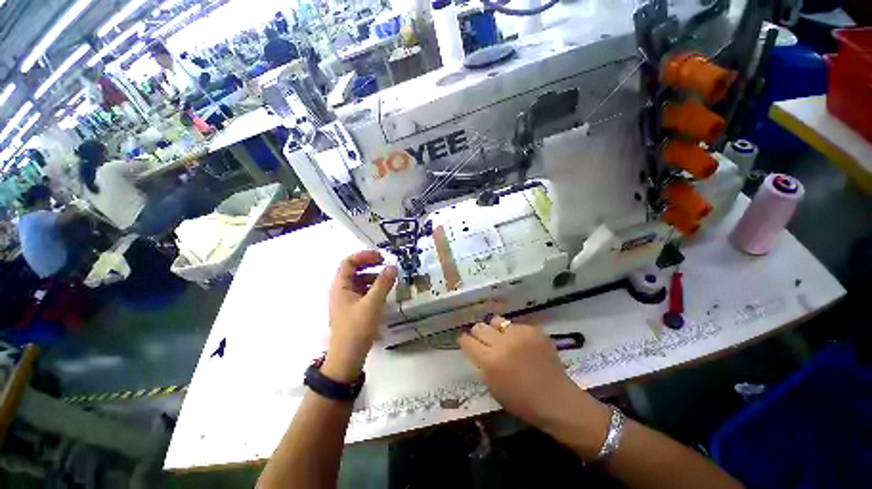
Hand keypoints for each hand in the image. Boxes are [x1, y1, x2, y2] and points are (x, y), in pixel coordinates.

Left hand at [322, 250, 396, 382]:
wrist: (347, 357)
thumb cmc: (357, 328)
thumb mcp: (373, 303)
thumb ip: (383, 283)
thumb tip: (393, 266)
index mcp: (340, 286)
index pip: (349, 262)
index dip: (364, 255)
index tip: (381, 257)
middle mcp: (341, 290)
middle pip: (354, 270)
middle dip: (370, 265)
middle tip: (386, 265)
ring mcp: (346, 300)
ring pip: (359, 281)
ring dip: (373, 276)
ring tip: (388, 279)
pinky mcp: (352, 309)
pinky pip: (362, 292)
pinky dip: (373, 288)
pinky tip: (383, 293)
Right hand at [459, 316, 599, 428]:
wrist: (556, 399)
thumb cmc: (522, 401)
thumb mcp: (493, 388)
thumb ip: (483, 365)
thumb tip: (477, 350)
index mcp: (490, 360)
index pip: (467, 341)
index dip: (464, 341)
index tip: (466, 342)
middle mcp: (502, 343)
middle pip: (479, 327)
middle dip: (478, 334)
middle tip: (483, 341)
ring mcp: (519, 334)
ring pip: (496, 321)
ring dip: (495, 330)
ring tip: (502, 339)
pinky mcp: (532, 330)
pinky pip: (515, 326)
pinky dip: (514, 334)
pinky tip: (522, 344)